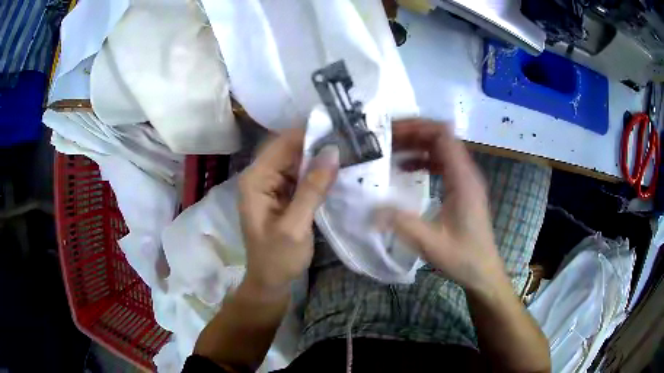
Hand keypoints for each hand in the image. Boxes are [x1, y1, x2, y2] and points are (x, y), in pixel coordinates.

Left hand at [238, 129, 338, 295]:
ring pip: (297, 161)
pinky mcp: (282, 194)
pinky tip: (337, 171)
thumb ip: (312, 188)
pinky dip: (317, 173)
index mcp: (255, 180)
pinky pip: (300, 175)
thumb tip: (332, 151)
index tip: (339, 129)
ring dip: (319, 158)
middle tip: (350, 140)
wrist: (270, 281)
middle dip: (317, 144)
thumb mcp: (295, 225)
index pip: (282, 144)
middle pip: (289, 149)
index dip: (309, 134)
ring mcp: (271, 185)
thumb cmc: (278, 258)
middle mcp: (260, 176)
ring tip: (348, 151)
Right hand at [376, 119, 506, 292]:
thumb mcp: (430, 243)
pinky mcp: (462, 189)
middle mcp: (467, 173)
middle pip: (441, 137)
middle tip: (385, 138)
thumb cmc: (463, 257)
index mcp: (463, 179)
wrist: (483, 271)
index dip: (417, 127)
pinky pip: (442, 164)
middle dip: (413, 133)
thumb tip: (370, 211)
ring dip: (417, 145)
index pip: (443, 136)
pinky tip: (406, 169)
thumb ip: (402, 224)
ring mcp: (465, 180)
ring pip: (441, 149)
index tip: (391, 130)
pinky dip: (424, 160)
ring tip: (391, 150)